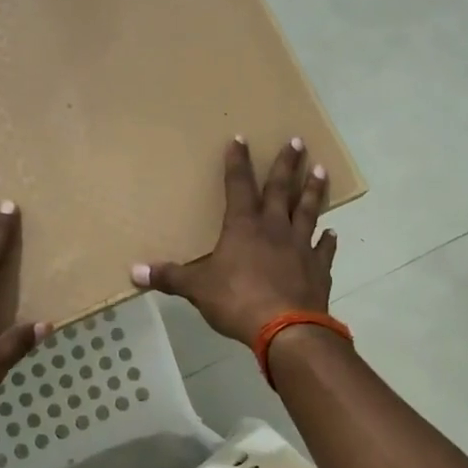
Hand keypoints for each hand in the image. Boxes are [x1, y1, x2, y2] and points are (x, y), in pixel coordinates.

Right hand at [130, 137, 335, 345]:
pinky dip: (328, 241)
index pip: (238, 185)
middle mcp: (274, 228)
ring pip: (308, 210)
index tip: (240, 139)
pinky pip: (324, 250)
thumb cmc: (237, 301)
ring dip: (314, 190)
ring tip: (322, 169)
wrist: (287, 329)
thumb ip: (170, 277)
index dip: (237, 162)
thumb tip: (134, 272)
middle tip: (297, 141)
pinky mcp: (318, 269)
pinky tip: (333, 232)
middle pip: (281, 189)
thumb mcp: (197, 289)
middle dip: (286, 164)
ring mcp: (300, 247)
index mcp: (243, 227)